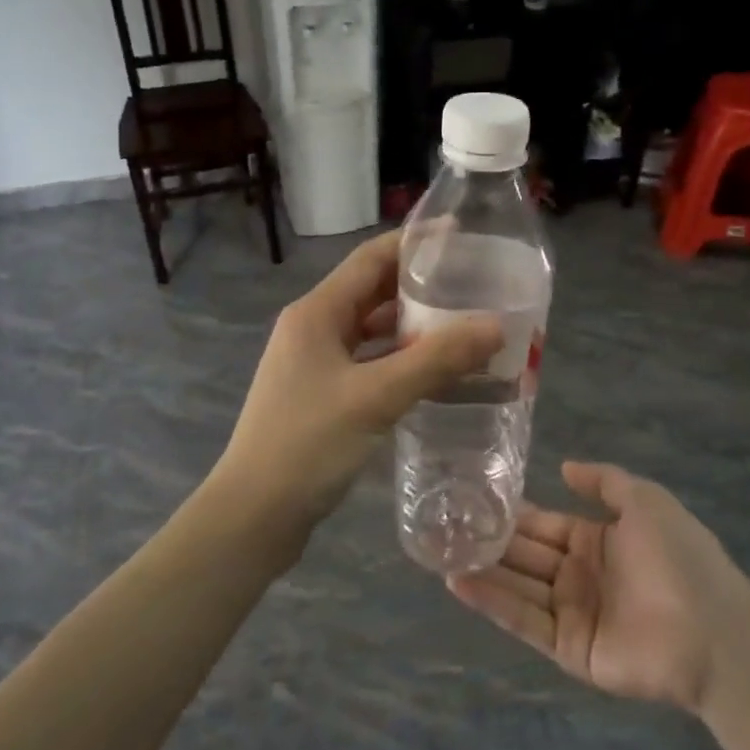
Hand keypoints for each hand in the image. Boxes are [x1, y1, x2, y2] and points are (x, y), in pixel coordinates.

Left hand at [210, 231, 501, 550]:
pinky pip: (368, 364)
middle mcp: (313, 329)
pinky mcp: (320, 396)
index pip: (371, 259)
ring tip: (464, 326)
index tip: (461, 235)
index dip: (414, 242)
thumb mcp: (376, 397)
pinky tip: (435, 374)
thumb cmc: (308, 444)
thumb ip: (437, 359)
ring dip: (412, 328)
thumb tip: (495, 325)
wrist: (254, 515)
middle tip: (473, 285)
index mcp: (317, 313)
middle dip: (420, 287)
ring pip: (371, 332)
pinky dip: (400, 362)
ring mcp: (314, 364)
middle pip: (372, 292)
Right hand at [447, 461, 749, 712]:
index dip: (512, 512)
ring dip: (481, 570)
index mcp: (596, 540)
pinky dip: (492, 603)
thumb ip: (604, 481)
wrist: (714, 629)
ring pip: (517, 586)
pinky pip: (525, 620)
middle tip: (442, 525)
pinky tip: (459, 583)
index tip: (473, 497)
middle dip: (488, 541)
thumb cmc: (680, 557)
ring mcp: (572, 613)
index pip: (543, 523)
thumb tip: (564, 467)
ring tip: (437, 553)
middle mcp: (578, 575)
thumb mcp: (645, 501)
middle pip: (525, 554)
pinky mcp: (568, 648)